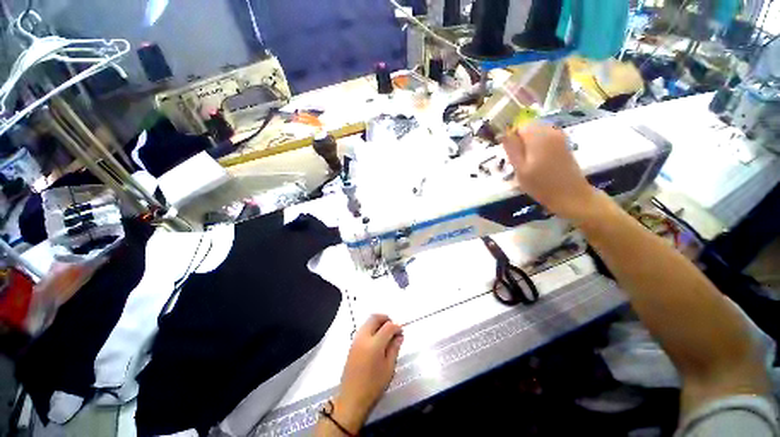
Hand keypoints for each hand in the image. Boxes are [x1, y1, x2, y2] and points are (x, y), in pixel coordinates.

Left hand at [333, 315, 402, 431]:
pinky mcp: (352, 345)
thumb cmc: (373, 386)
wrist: (352, 399)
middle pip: (374, 318)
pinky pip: (363, 329)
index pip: (388, 326)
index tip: (401, 332)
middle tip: (393, 327)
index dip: (396, 326)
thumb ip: (394, 349)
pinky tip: (377, 339)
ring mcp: (356, 340)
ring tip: (386, 333)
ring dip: (377, 322)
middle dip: (385, 319)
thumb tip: (399, 336)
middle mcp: (363, 338)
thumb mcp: (389, 368)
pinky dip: (371, 328)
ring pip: (367, 322)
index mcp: (374, 344)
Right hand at [502, 124, 597, 220]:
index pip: (518, 126)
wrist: (571, 195)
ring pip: (537, 133)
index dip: (511, 137)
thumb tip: (502, 133)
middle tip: (517, 159)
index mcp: (538, 136)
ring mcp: (559, 136)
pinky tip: (537, 161)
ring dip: (528, 143)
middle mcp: (550, 131)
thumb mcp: (520, 169)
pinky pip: (545, 138)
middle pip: (528, 127)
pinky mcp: (563, 143)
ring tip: (527, 162)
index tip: (510, 153)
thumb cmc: (541, 185)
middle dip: (520, 140)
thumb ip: (512, 149)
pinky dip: (538, 146)